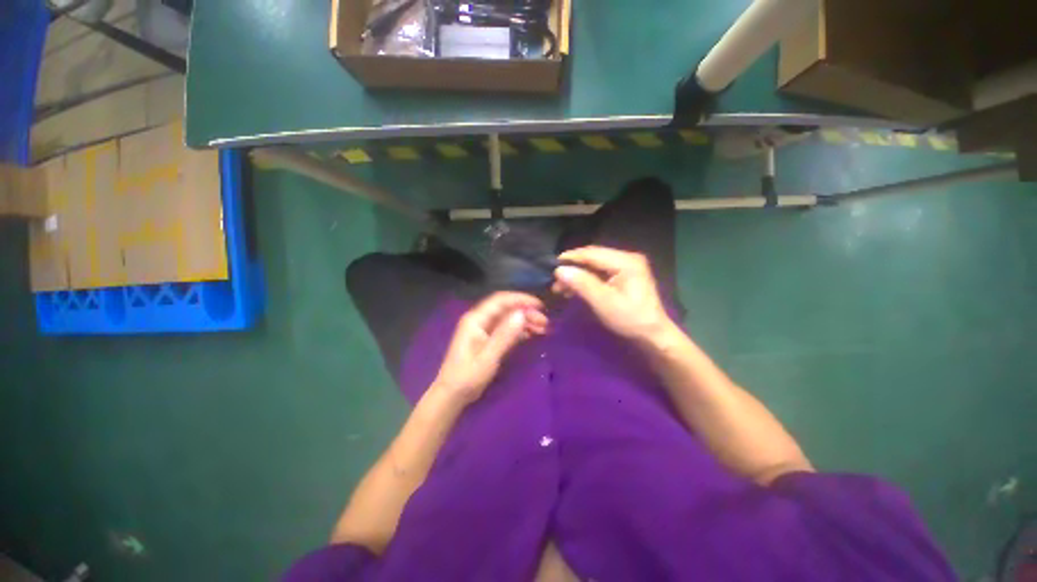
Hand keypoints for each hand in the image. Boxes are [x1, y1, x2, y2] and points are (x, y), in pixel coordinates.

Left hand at [432, 292, 547, 403]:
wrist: (452, 395)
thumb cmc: (468, 376)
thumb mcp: (488, 356)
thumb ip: (505, 334)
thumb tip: (522, 314)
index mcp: (476, 319)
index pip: (501, 300)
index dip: (521, 299)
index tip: (540, 305)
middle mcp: (480, 320)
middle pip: (506, 309)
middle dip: (526, 312)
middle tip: (545, 322)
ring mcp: (483, 330)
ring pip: (508, 319)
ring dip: (525, 321)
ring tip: (543, 329)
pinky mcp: (488, 339)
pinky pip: (506, 329)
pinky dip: (519, 330)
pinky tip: (532, 335)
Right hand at [553, 246, 673, 344]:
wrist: (652, 335)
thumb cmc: (630, 319)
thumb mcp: (604, 302)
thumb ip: (582, 284)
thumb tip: (560, 270)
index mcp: (626, 261)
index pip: (592, 253)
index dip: (571, 258)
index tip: (552, 265)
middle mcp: (626, 258)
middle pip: (593, 257)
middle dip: (573, 268)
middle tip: (555, 281)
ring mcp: (626, 266)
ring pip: (594, 265)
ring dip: (577, 275)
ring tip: (561, 288)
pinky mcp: (623, 276)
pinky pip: (599, 273)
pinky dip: (585, 280)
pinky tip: (574, 289)